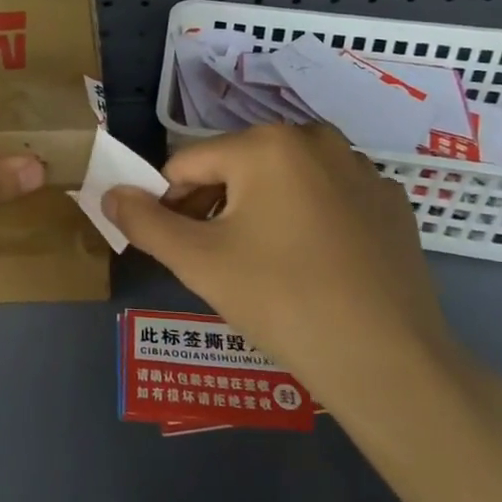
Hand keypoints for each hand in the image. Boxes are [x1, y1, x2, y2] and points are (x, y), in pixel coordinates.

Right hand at [104, 124, 469, 434]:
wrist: (389, 362)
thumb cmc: (282, 301)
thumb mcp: (199, 262)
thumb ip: (145, 221)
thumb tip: (110, 193)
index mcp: (265, 144)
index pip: (187, 164)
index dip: (168, 204)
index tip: (173, 247)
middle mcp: (315, 139)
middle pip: (236, 166)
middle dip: (214, 207)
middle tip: (216, 262)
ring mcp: (361, 169)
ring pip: (283, 180)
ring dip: (258, 212)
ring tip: (262, 266)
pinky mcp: (390, 202)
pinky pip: (327, 198)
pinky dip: (307, 220)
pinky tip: (314, 266)